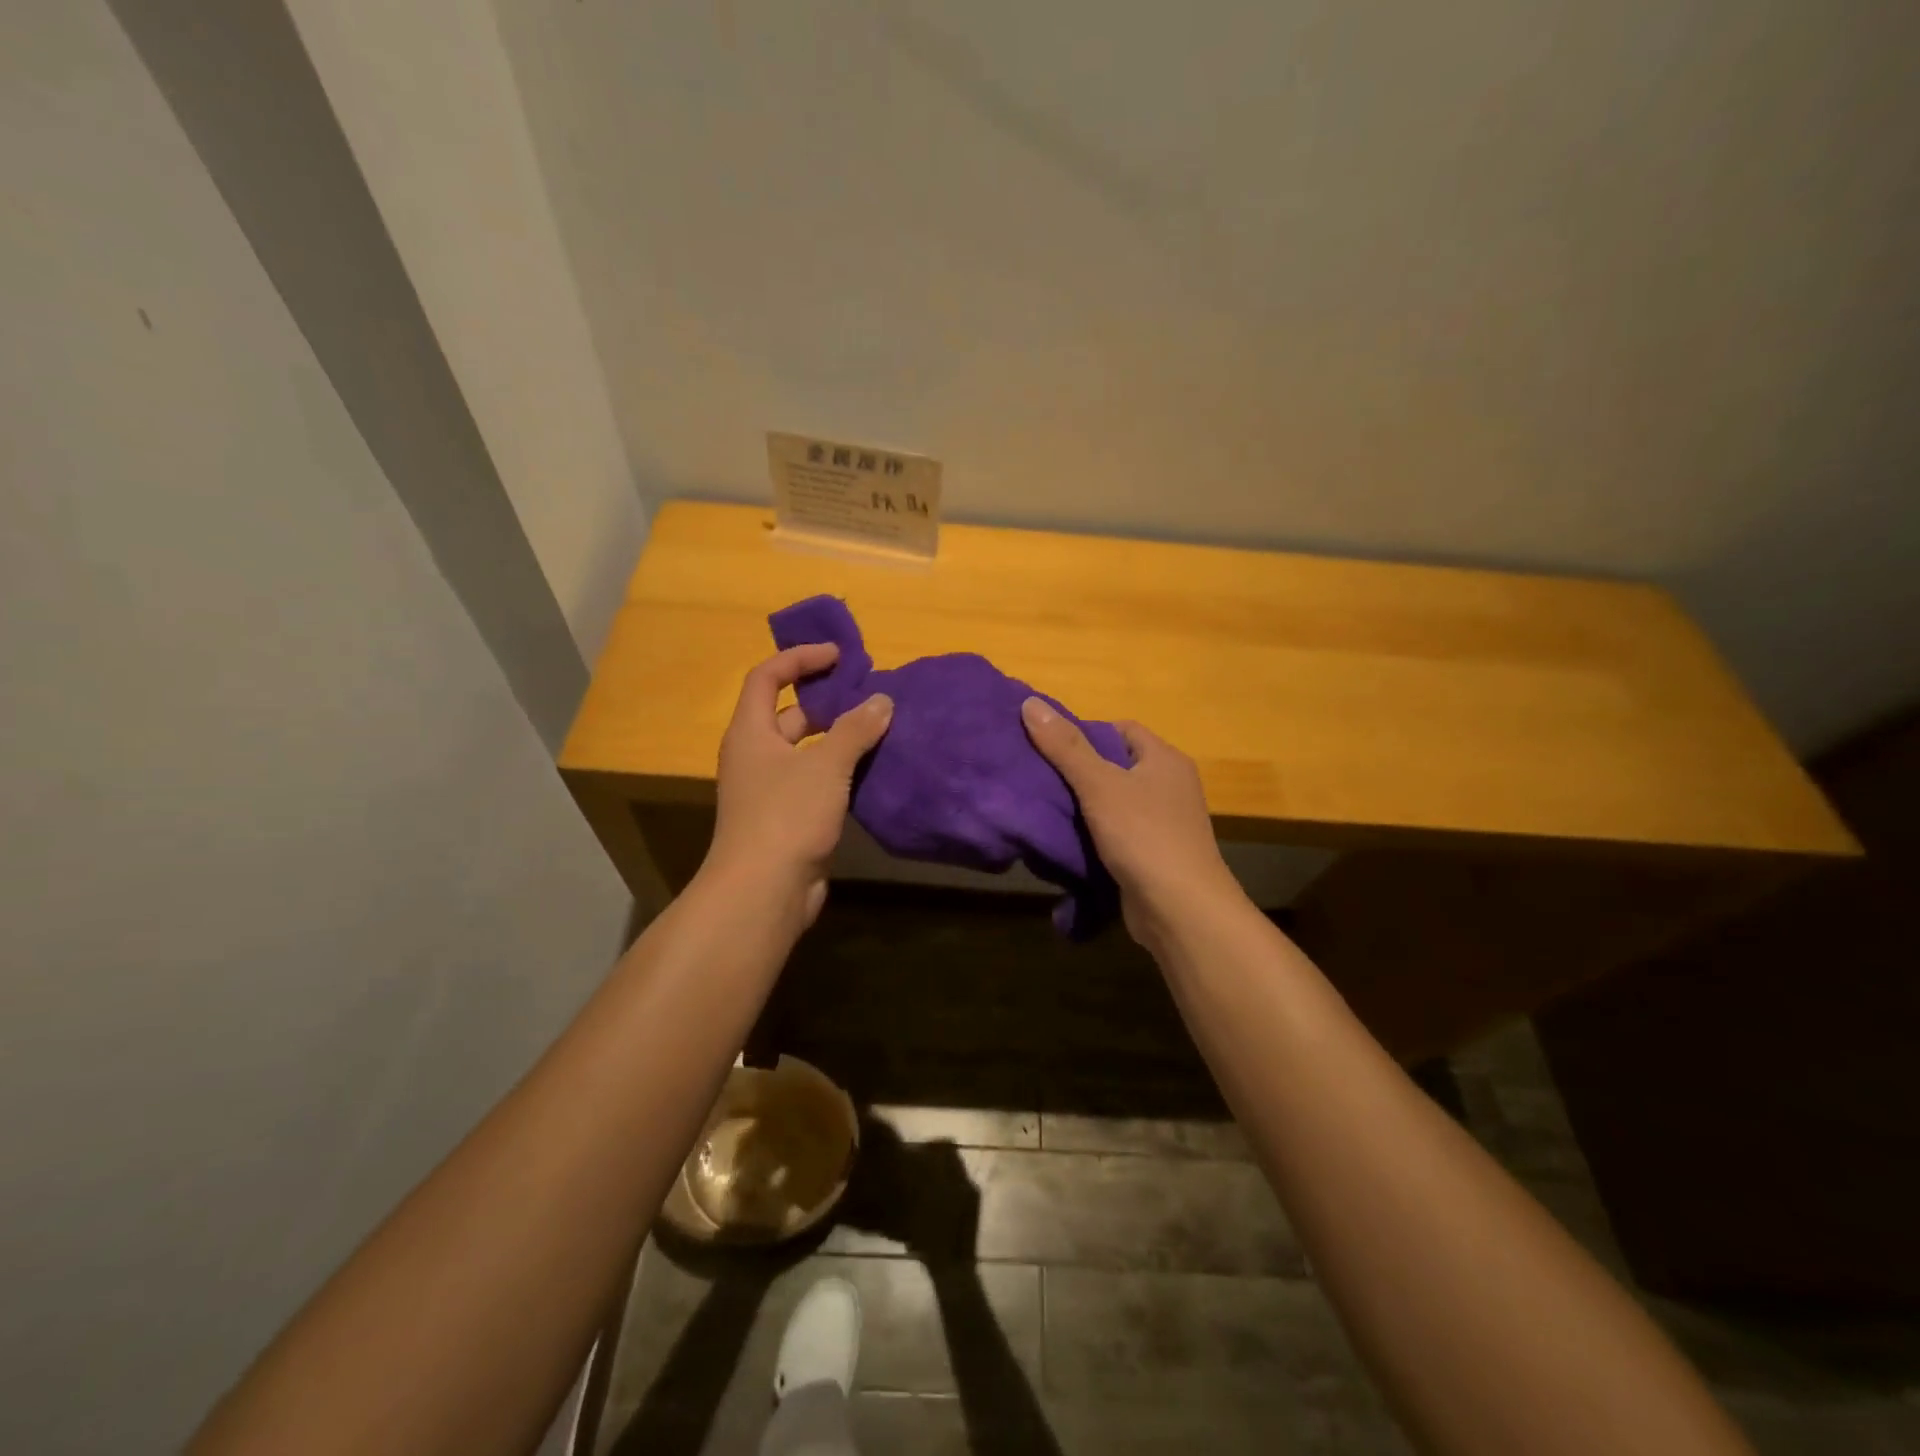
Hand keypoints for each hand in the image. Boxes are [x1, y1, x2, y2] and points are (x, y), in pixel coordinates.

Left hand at [704, 644, 892, 923]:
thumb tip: (882, 700)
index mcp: (750, 732)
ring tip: (881, 726)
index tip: (839, 656)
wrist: (764, 891)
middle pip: (789, 713)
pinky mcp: (789, 818)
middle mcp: (756, 755)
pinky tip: (875, 769)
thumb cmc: (787, 816)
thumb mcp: (826, 765)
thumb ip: (856, 729)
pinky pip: (817, 781)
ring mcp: (771, 789)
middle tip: (869, 693)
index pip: (767, 677)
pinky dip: (842, 770)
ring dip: (840, 737)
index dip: (800, 659)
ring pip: (807, 750)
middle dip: (826, 699)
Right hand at [1020, 698, 1241, 943]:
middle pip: (1115, 766)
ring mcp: (1164, 823)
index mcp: (1164, 760)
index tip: (1049, 747)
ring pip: (1114, 803)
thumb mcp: (1099, 785)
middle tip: (1038, 777)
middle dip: (1078, 771)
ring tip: (1044, 807)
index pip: (1121, 730)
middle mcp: (1169, 786)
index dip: (1084, 733)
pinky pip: (1117, 834)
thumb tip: (1031, 703)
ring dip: (1083, 807)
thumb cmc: (1143, 836)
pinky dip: (1093, 836)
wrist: (1180, 909)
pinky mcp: (1153, 855)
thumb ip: (1065, 746)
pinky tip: (1066, 842)